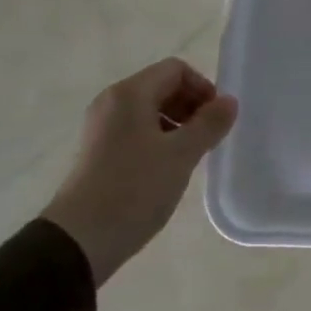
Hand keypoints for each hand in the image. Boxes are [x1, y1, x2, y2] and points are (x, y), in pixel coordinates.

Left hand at [44, 58, 238, 285]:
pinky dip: (158, 138)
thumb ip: (209, 124)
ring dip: (177, 124)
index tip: (217, 119)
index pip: (176, 70)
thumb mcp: (181, 155)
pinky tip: (168, 168)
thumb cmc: (134, 189)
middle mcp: (112, 102)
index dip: (203, 88)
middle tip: (209, 137)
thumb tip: (230, 101)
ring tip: (191, 155)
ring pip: (149, 110)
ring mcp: (102, 127)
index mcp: (130, 94)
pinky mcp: (98, 151)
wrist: (80, 240)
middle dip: (191, 105)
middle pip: (161, 86)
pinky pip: (136, 130)